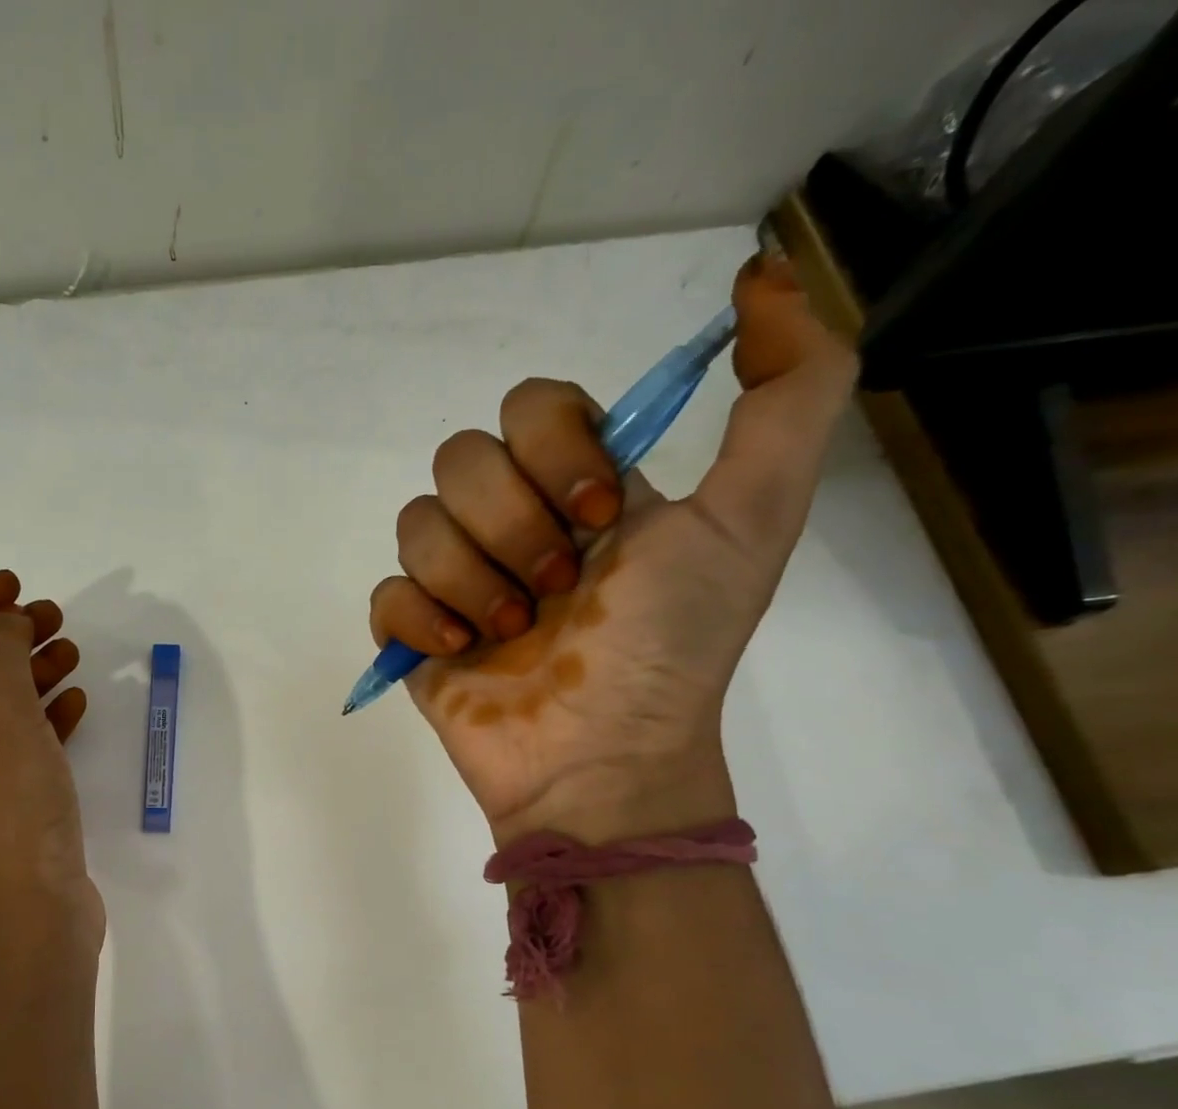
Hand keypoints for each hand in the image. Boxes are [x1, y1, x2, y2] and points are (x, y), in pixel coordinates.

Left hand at [0, 569, 103, 968]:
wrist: (30, 921)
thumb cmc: (4, 812)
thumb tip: (4, 623)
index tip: (13, 588)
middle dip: (5, 639)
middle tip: (54, 616)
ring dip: (31, 674)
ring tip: (74, 652)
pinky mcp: (8, 809)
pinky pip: (22, 746)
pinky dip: (47, 718)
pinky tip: (79, 704)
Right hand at [369, 255, 857, 843]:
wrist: (602, 759)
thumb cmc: (670, 645)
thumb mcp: (754, 516)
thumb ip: (792, 393)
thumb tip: (764, 279)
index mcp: (579, 487)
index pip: (530, 404)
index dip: (553, 447)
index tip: (600, 516)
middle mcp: (513, 522)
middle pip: (459, 458)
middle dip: (511, 524)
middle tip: (557, 589)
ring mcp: (458, 581)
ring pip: (416, 523)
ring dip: (471, 580)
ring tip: (512, 635)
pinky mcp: (414, 634)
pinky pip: (386, 593)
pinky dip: (421, 620)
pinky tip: (461, 653)